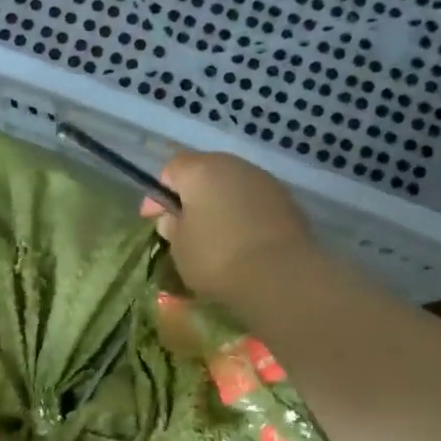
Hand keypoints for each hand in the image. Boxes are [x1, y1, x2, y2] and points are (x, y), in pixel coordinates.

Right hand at [142, 151, 312, 302]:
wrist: (280, 275)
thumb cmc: (217, 258)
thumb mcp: (180, 248)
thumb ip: (172, 227)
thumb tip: (174, 217)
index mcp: (200, 170)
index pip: (171, 169)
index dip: (158, 193)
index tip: (152, 218)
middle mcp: (234, 165)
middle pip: (204, 173)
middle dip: (191, 196)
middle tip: (183, 226)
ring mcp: (265, 180)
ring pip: (232, 186)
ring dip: (220, 204)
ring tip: (214, 235)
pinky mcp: (287, 201)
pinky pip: (254, 203)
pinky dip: (243, 215)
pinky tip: (241, 240)